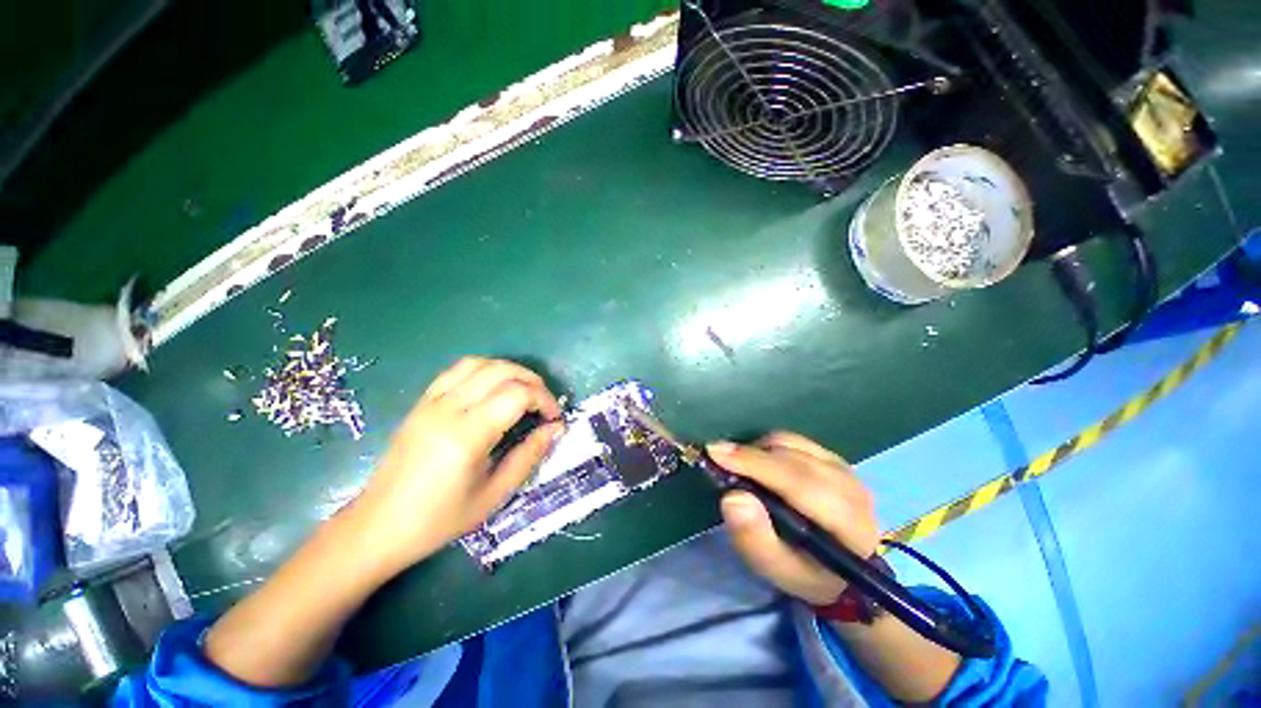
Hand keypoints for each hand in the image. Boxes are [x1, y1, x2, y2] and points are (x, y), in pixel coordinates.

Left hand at [348, 357, 563, 575]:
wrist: (378, 527)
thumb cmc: (439, 519)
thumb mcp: (494, 494)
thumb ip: (529, 455)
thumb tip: (556, 428)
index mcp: (467, 435)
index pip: (517, 394)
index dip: (544, 399)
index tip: (554, 418)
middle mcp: (448, 409)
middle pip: (501, 371)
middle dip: (532, 381)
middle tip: (544, 403)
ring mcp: (430, 402)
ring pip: (478, 363)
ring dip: (509, 370)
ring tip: (523, 390)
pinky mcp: (421, 403)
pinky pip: (456, 371)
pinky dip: (483, 370)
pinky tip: (492, 388)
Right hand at [708, 432, 880, 605]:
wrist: (844, 572)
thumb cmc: (806, 573)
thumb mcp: (777, 570)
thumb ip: (754, 538)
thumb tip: (732, 497)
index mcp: (847, 522)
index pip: (797, 480)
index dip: (754, 463)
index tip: (715, 453)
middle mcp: (850, 486)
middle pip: (792, 456)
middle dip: (749, 454)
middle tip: (716, 458)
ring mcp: (844, 468)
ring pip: (791, 443)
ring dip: (758, 450)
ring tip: (741, 469)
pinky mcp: (835, 458)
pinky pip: (793, 440)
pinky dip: (768, 446)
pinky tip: (761, 464)